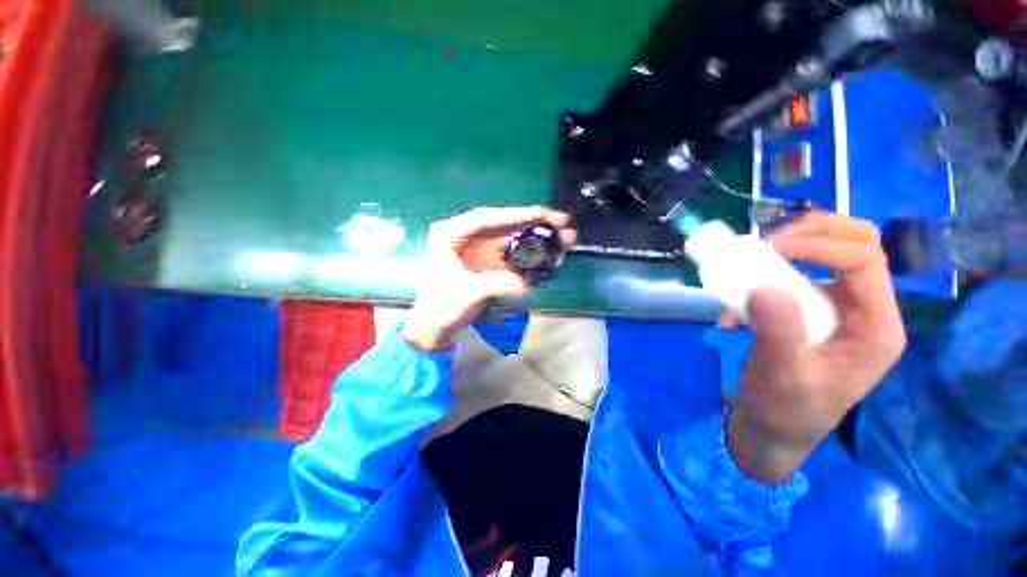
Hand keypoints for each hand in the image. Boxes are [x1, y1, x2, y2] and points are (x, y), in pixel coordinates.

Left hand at [403, 207, 575, 351]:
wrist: (436, 327)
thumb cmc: (442, 306)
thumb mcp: (467, 293)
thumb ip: (496, 284)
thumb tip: (525, 284)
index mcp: (451, 234)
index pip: (486, 218)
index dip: (516, 214)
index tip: (542, 215)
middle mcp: (466, 236)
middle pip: (504, 225)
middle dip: (534, 223)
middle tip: (562, 223)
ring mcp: (479, 249)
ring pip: (512, 238)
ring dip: (537, 238)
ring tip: (564, 238)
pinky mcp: (489, 262)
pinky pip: (513, 254)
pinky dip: (530, 254)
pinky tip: (548, 254)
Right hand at [725, 212, 906, 482]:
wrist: (772, 430)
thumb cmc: (785, 411)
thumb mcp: (782, 377)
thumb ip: (779, 333)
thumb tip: (763, 286)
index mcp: (876, 327)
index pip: (864, 259)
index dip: (819, 244)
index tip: (768, 250)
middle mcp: (865, 310)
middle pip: (855, 243)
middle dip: (810, 233)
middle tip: (765, 246)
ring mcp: (838, 308)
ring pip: (825, 252)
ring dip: (782, 255)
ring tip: (745, 275)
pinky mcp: (810, 312)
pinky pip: (792, 276)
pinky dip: (760, 280)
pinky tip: (734, 310)